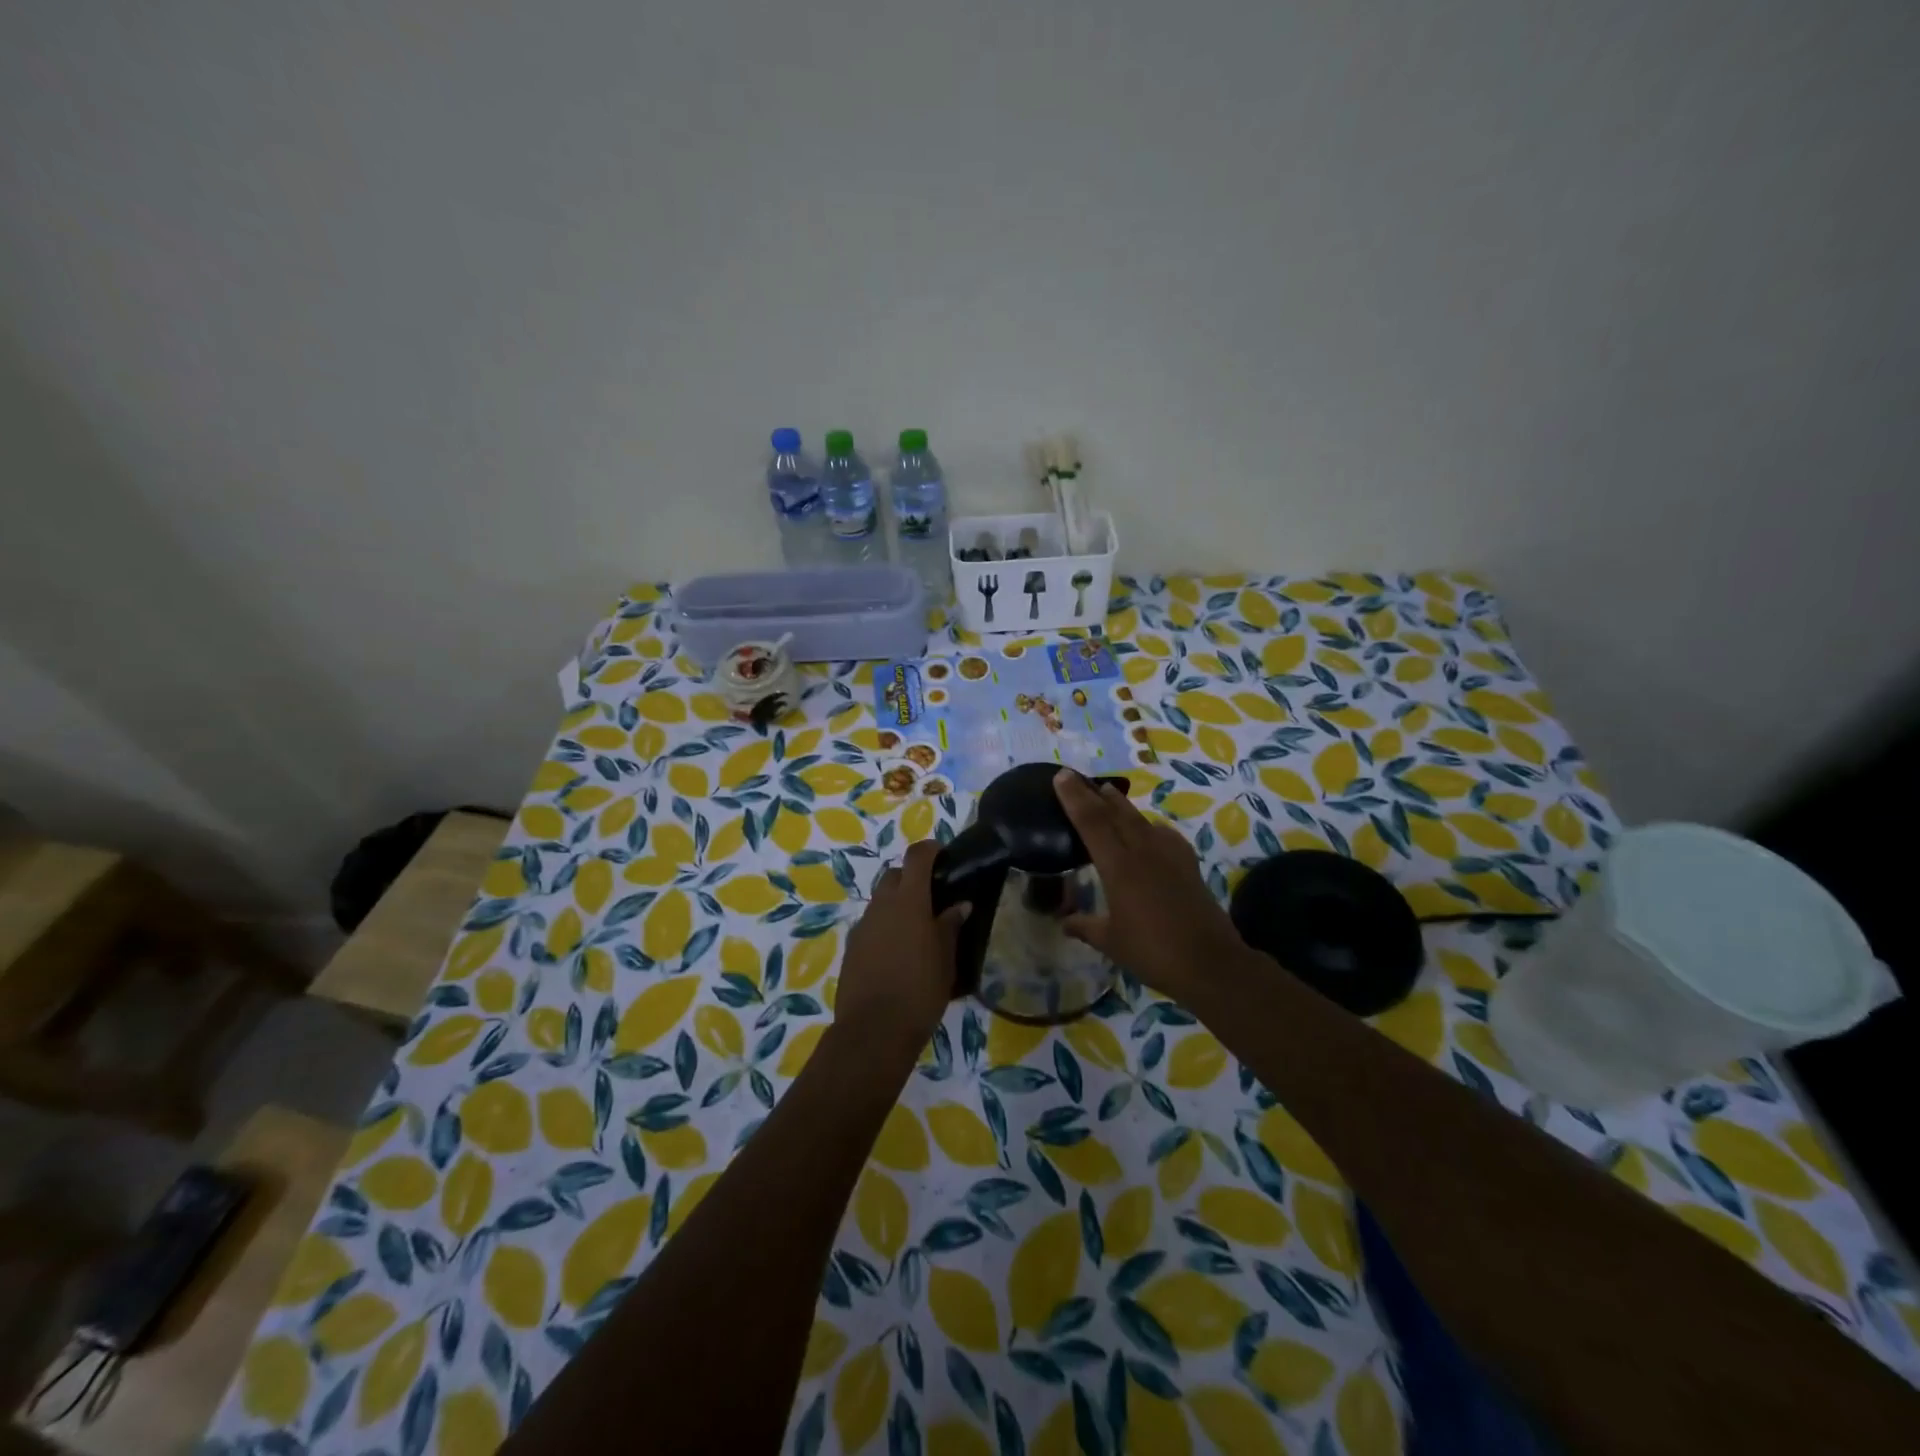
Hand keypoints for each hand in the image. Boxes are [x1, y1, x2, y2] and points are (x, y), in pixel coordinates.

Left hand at [836, 839, 969, 1052]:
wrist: (873, 1031)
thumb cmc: (920, 990)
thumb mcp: (946, 959)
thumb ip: (950, 926)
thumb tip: (959, 905)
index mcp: (908, 900)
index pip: (917, 857)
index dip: (931, 849)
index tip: (944, 854)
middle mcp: (881, 905)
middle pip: (895, 875)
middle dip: (913, 877)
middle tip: (935, 895)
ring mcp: (863, 925)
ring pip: (881, 900)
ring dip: (898, 903)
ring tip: (919, 927)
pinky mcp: (852, 947)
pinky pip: (872, 924)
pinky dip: (886, 925)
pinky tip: (899, 950)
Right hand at [1054, 770, 1245, 1003]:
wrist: (1209, 962)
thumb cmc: (1153, 952)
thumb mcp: (1111, 941)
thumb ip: (1085, 926)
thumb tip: (1064, 922)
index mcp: (1118, 867)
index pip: (1090, 822)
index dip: (1074, 797)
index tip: (1061, 776)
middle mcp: (1142, 851)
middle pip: (1114, 812)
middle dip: (1094, 793)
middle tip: (1077, 777)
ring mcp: (1168, 854)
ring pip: (1139, 819)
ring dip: (1120, 804)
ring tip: (1108, 793)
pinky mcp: (1188, 863)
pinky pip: (1163, 834)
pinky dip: (1150, 825)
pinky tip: (1150, 830)